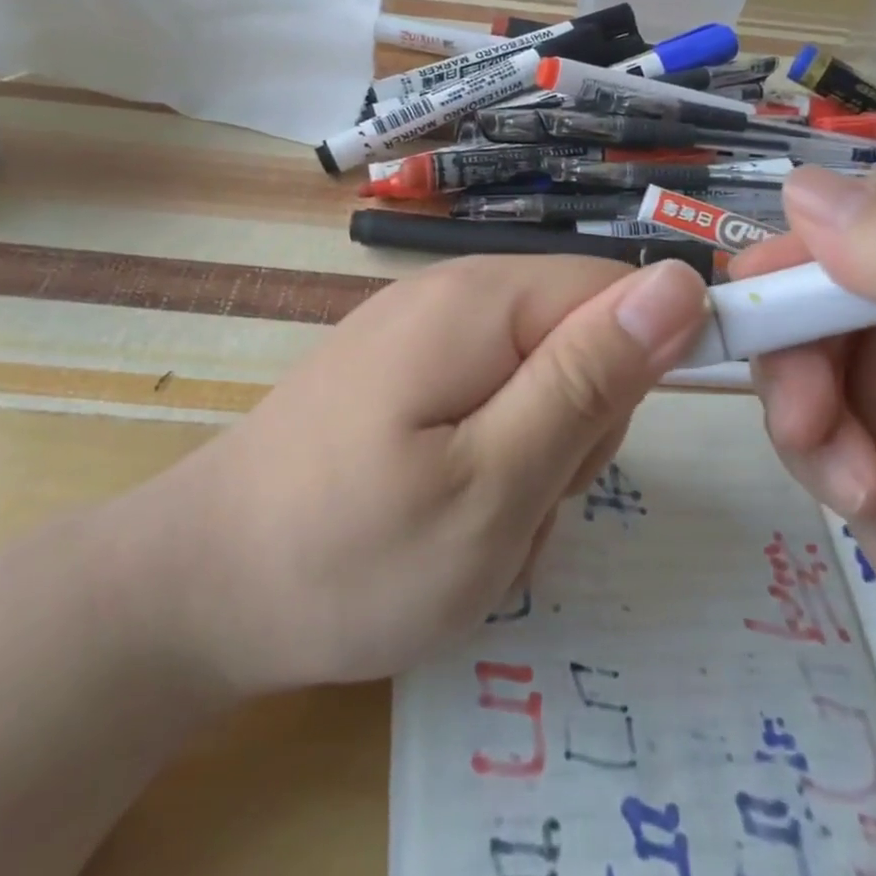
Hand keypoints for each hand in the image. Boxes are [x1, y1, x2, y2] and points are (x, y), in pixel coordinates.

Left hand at [126, 254, 710, 695]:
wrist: (196, 593)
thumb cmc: (349, 554)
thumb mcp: (495, 483)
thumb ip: (589, 379)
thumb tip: (679, 282)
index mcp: (481, 301)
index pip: (618, 291)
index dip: (640, 365)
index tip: (589, 453)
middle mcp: (452, 295)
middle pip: (580, 336)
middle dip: (577, 426)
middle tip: (517, 499)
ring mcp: (421, 334)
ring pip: (540, 379)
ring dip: (536, 456)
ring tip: (476, 521)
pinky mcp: (402, 375)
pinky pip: (490, 401)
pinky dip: (493, 462)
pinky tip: (445, 514)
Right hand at [731, 163, 875, 685]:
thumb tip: (802, 185)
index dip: (815, 242)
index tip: (774, 303)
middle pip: (817, 277)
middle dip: (796, 347)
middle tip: (805, 415)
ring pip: (794, 344)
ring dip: (802, 409)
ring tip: (852, 480)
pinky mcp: (865, 417)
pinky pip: (798, 404)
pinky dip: (812, 450)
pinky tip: (861, 497)